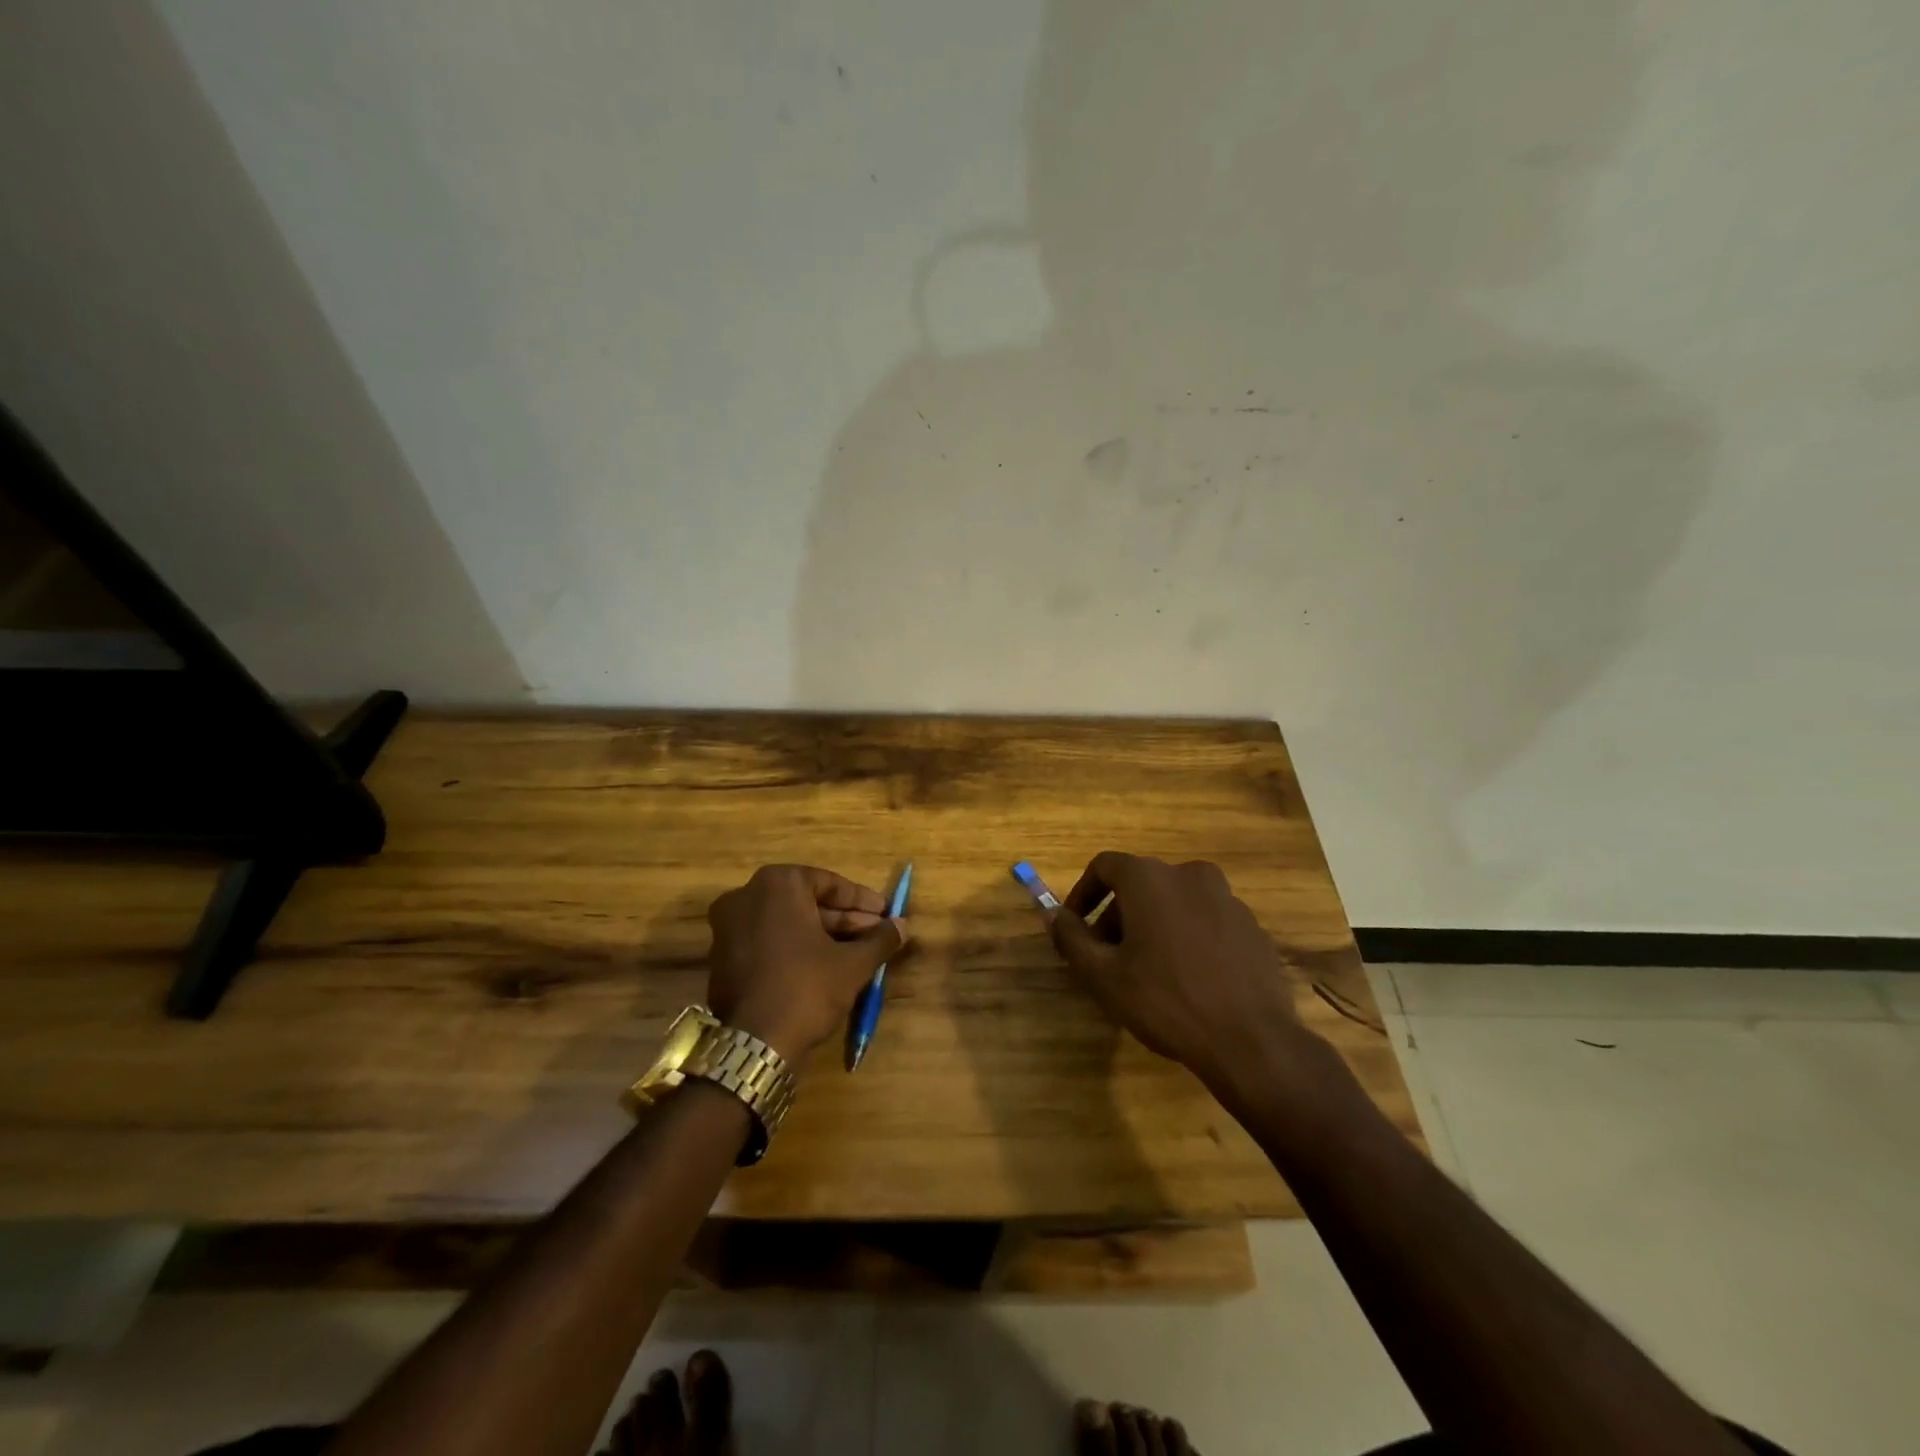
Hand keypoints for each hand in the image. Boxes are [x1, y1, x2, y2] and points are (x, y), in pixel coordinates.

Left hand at [704, 865, 907, 1065]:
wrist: (755, 1045)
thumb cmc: (807, 988)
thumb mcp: (853, 963)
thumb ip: (880, 939)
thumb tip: (902, 925)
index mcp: (777, 884)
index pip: (829, 883)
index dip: (862, 901)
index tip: (885, 914)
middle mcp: (746, 896)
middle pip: (806, 902)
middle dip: (844, 919)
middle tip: (875, 934)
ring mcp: (728, 927)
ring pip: (788, 923)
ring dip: (822, 935)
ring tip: (857, 952)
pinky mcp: (722, 957)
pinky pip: (768, 942)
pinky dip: (795, 948)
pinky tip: (825, 967)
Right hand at [1048, 852, 1308, 1091]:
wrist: (1251, 1041)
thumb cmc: (1165, 1001)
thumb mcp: (1103, 975)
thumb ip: (1071, 938)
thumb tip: (1052, 914)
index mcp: (1150, 878)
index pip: (1104, 866)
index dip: (1083, 894)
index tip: (1075, 928)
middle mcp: (1189, 875)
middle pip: (1140, 883)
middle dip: (1117, 915)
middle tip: (1107, 957)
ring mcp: (1227, 899)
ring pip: (1175, 901)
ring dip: (1153, 925)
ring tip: (1146, 970)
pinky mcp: (1252, 926)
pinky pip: (1206, 920)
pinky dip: (1187, 936)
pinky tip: (1187, 978)